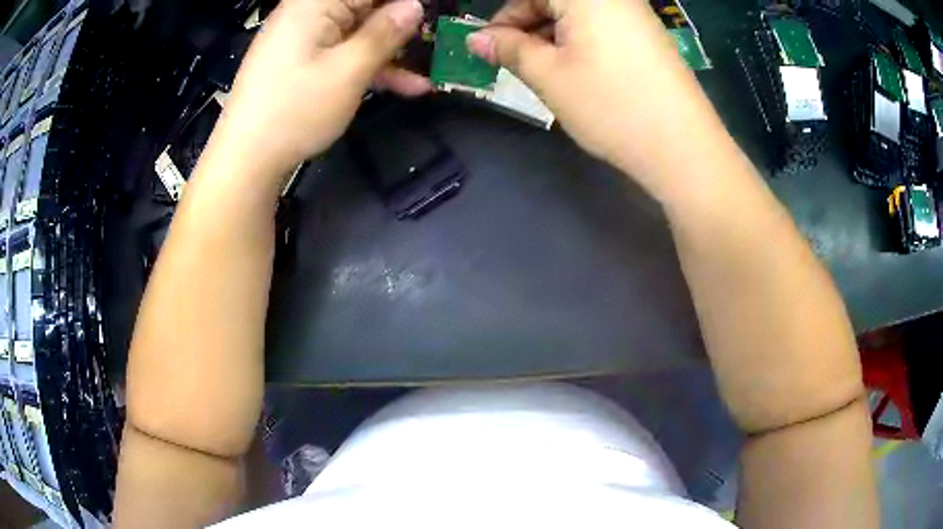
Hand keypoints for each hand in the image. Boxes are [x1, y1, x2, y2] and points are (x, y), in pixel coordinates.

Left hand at [211, 0, 428, 178]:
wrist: (246, 160)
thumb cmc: (294, 111)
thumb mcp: (348, 71)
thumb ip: (384, 34)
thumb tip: (414, 5)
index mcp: (315, 3)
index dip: (402, 2)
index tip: (433, 14)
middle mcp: (308, 12)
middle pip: (365, 6)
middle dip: (402, 22)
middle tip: (436, 40)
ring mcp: (305, 38)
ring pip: (358, 31)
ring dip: (392, 49)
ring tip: (430, 68)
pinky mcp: (303, 61)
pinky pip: (342, 52)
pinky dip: (370, 65)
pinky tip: (405, 85)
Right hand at [466, 0, 721, 191]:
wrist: (683, 147)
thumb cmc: (611, 105)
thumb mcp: (549, 76)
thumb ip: (509, 49)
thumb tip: (476, 39)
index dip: (503, 18)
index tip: (489, 48)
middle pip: (554, 0)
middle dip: (527, 26)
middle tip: (514, 61)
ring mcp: (635, 14)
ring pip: (577, 14)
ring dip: (551, 35)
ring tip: (544, 71)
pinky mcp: (648, 35)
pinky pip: (601, 25)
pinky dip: (578, 40)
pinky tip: (575, 69)